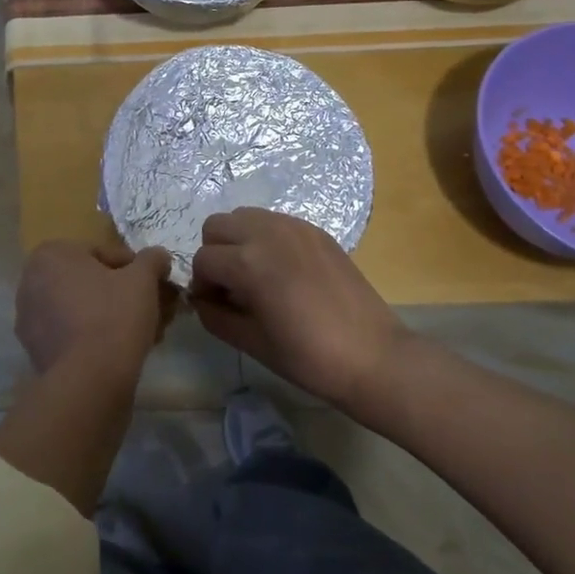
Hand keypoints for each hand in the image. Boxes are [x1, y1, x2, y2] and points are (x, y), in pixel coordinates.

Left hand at [16, 241, 173, 377]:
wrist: (89, 381)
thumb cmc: (113, 316)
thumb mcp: (143, 279)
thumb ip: (152, 260)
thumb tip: (159, 256)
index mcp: (51, 255)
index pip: (103, 253)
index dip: (135, 268)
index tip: (155, 284)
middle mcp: (31, 282)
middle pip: (92, 283)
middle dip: (125, 294)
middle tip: (155, 309)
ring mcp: (30, 319)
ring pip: (83, 309)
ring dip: (114, 316)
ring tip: (147, 332)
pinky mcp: (36, 351)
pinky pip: (73, 334)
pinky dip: (96, 337)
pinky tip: (125, 350)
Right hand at [190, 209, 408, 407]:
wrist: (373, 356)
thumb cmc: (308, 357)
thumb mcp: (251, 342)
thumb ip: (214, 316)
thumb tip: (201, 300)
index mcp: (249, 262)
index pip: (203, 260)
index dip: (202, 285)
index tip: (215, 305)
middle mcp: (268, 232)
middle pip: (217, 225)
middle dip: (215, 253)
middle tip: (231, 286)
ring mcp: (295, 227)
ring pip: (245, 216)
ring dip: (239, 240)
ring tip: (255, 274)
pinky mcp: (316, 231)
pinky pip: (275, 221)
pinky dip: (266, 238)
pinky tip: (283, 271)